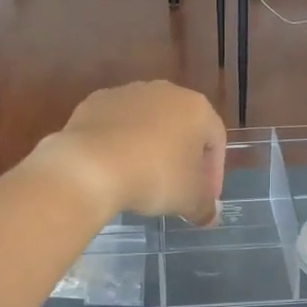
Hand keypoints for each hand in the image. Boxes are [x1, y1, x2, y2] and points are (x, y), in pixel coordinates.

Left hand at [28, 82, 226, 224]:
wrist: (90, 165)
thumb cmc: (154, 177)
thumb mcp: (189, 200)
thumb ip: (205, 207)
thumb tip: (211, 215)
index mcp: (196, 108)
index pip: (216, 141)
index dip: (214, 173)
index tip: (204, 198)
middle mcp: (165, 91)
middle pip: (182, 127)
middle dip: (183, 157)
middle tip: (177, 188)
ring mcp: (127, 92)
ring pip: (148, 123)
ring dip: (150, 147)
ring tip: (142, 178)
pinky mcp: (95, 101)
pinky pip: (116, 124)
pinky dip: (119, 142)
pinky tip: (114, 167)